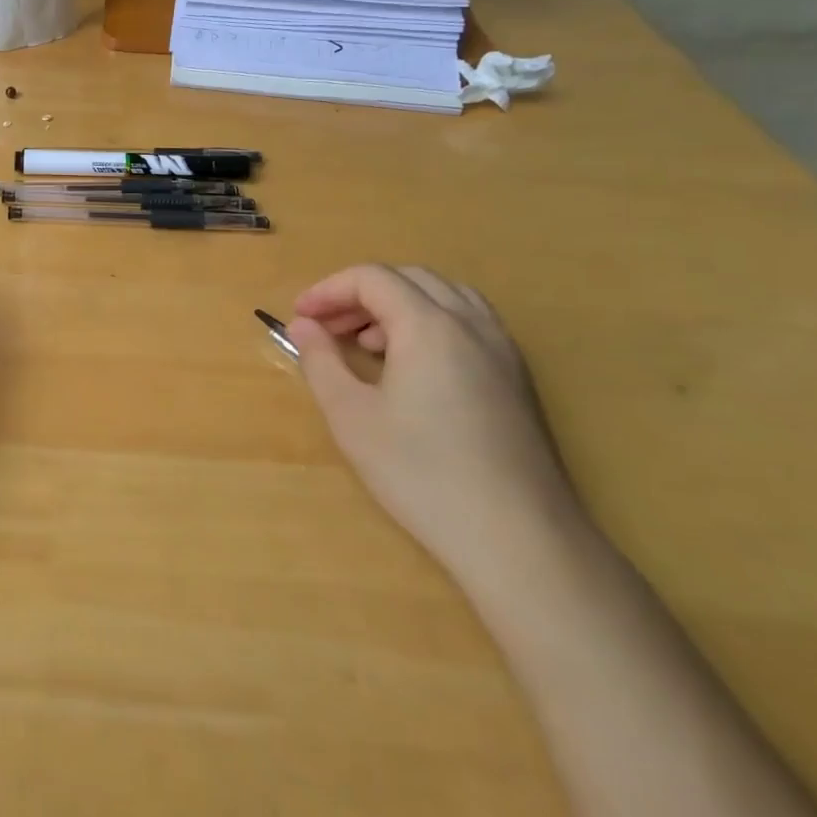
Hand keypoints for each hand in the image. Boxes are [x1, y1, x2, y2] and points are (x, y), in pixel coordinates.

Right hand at [290, 265, 581, 586]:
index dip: (328, 290)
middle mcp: (471, 324)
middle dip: (360, 294)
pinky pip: (469, 322)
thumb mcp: (351, 416)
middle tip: (327, 327)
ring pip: (445, 296)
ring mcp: (502, 349)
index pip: (372, 279)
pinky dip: (430, 323)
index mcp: (429, 325)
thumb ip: (321, 361)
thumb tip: (303, 326)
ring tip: (367, 344)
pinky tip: (412, 367)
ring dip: (398, 305)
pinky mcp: (517, 377)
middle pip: (409, 279)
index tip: (299, 317)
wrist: (517, 537)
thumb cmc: (421, 473)